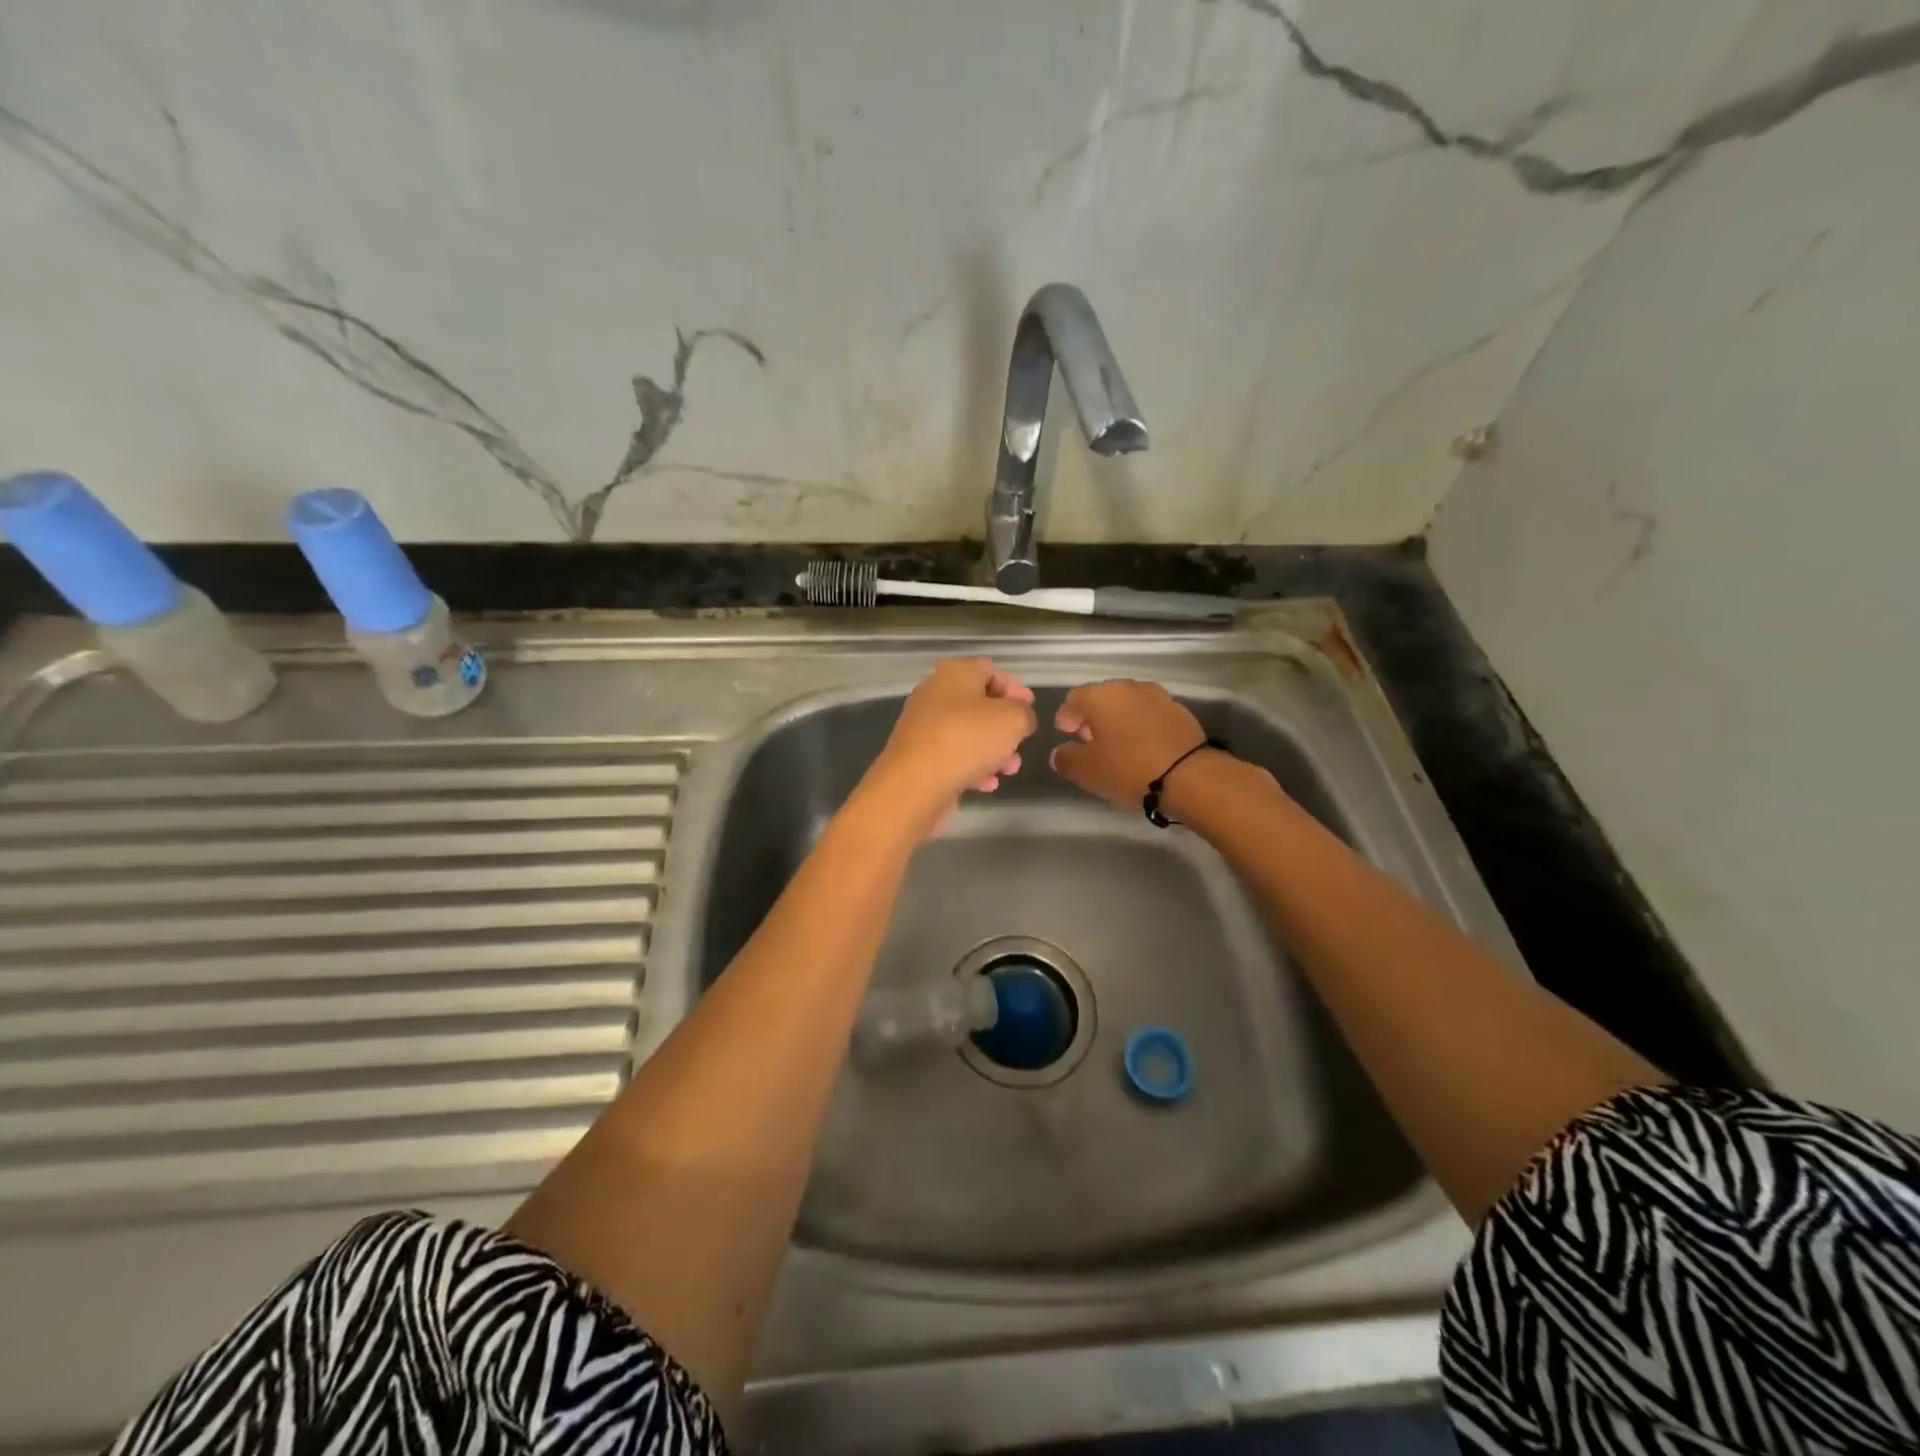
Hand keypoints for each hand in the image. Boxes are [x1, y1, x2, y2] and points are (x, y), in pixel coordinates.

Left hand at [866, 658, 1036, 825]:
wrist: (915, 783)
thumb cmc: (967, 739)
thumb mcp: (1012, 720)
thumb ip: (1024, 713)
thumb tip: (1021, 716)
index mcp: (955, 673)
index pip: (990, 670)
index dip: (1014, 688)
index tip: (1029, 710)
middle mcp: (935, 693)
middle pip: (979, 704)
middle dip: (1005, 726)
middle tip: (1021, 742)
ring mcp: (924, 725)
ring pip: (968, 733)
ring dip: (993, 750)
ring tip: (1009, 769)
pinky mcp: (919, 755)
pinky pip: (953, 755)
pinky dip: (972, 767)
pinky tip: (987, 785)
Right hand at [1049, 680, 1209, 810]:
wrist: (1189, 775)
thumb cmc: (1128, 769)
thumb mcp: (1086, 771)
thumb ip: (1066, 759)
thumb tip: (1060, 752)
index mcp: (1100, 696)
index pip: (1073, 699)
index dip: (1066, 717)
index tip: (1066, 735)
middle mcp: (1128, 688)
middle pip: (1102, 698)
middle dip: (1092, 718)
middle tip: (1089, 742)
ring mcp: (1157, 696)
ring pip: (1127, 705)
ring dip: (1118, 721)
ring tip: (1117, 746)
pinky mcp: (1179, 711)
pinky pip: (1149, 715)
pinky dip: (1140, 726)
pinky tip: (1141, 748)